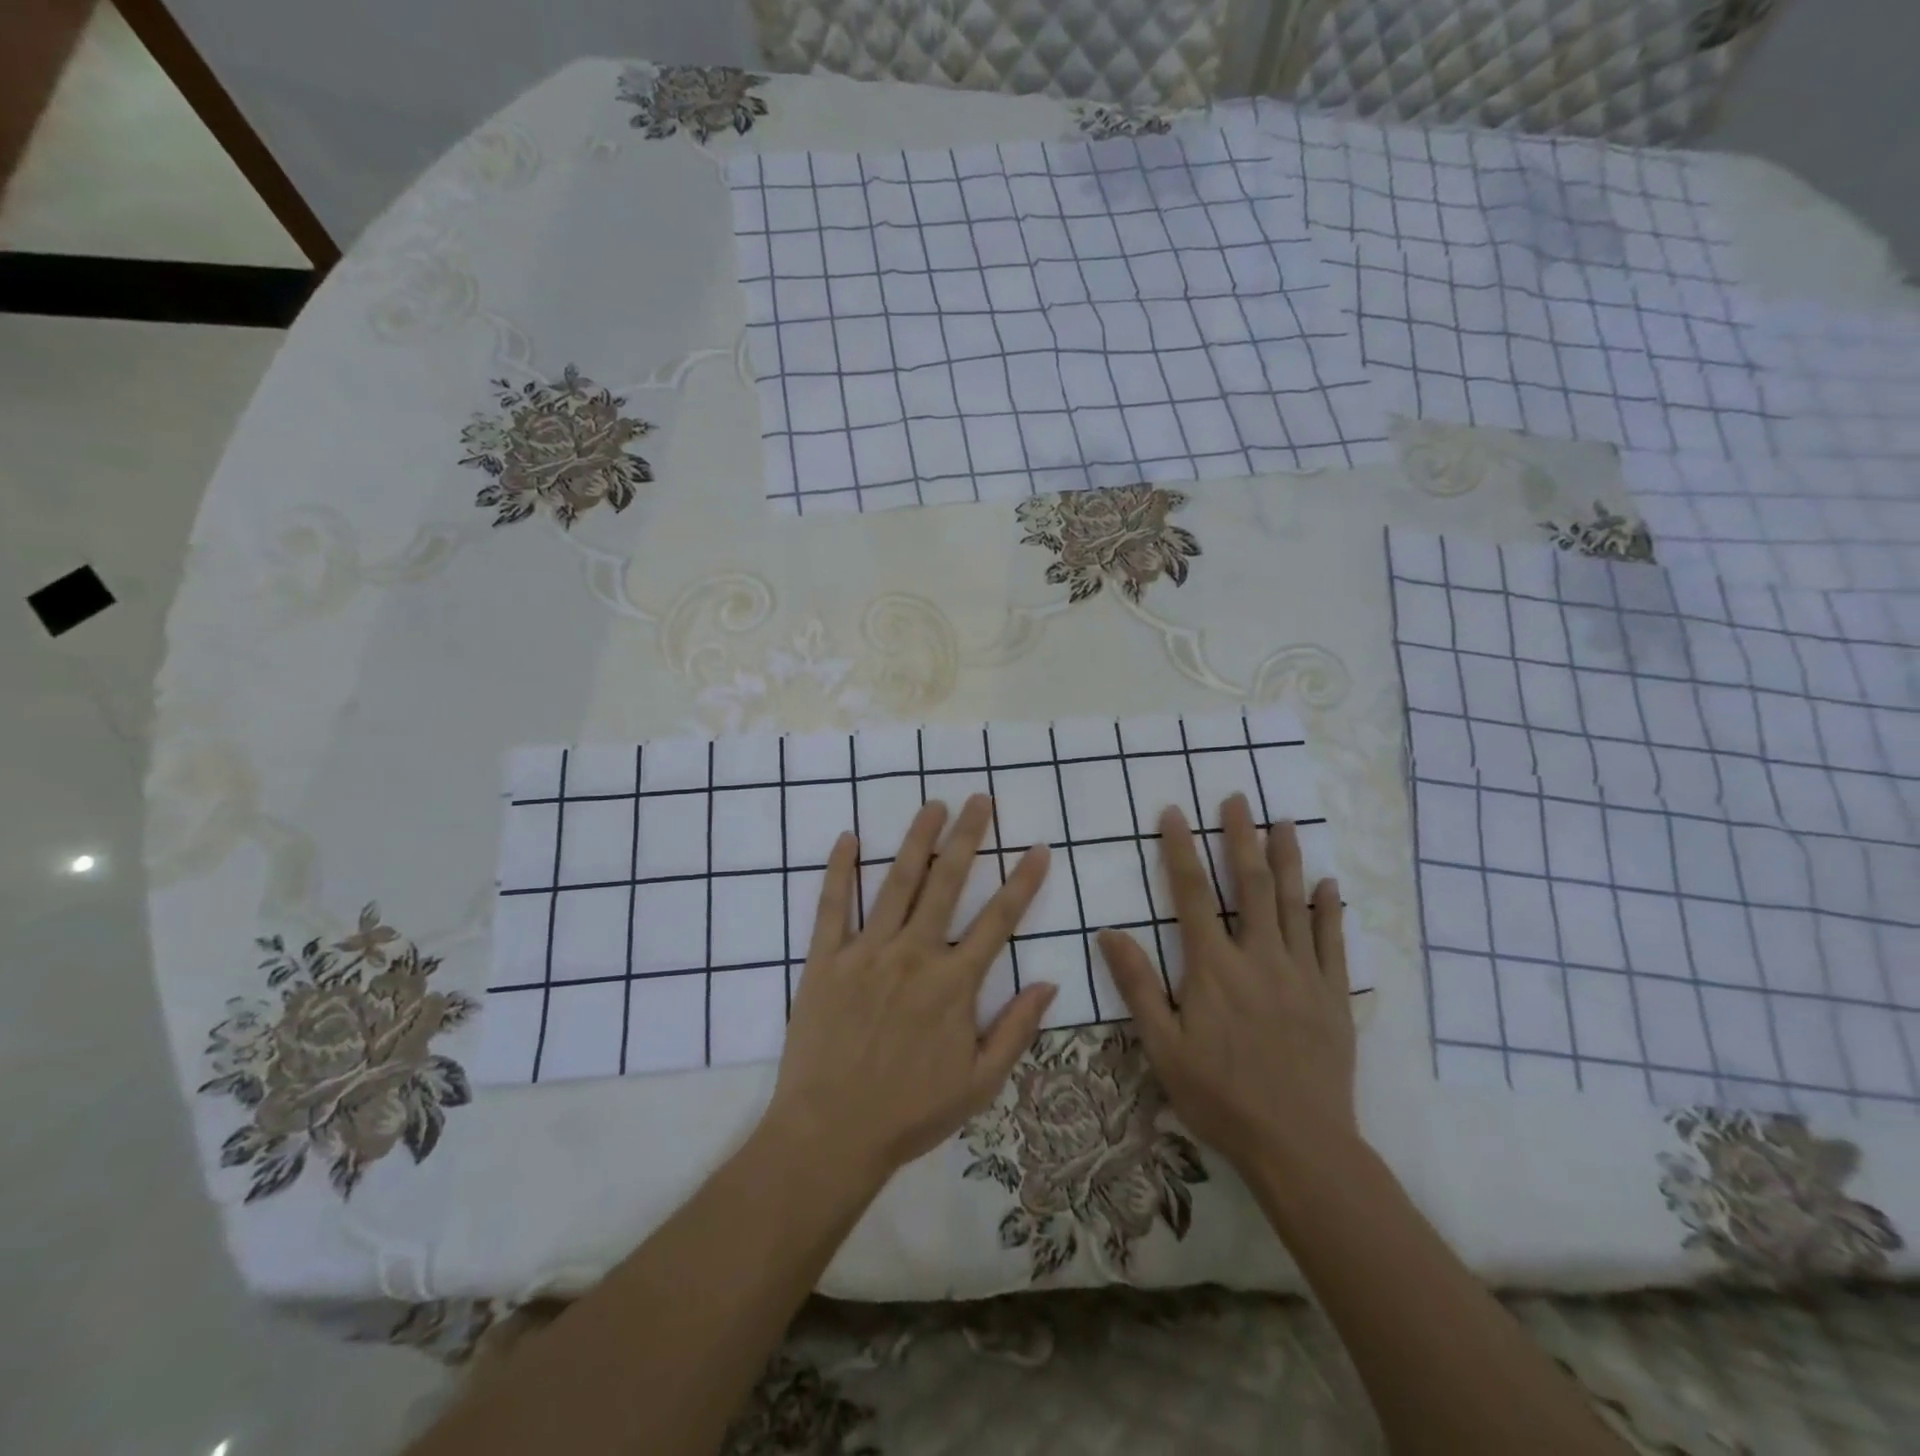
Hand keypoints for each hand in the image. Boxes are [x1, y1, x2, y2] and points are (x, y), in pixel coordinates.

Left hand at [765, 796, 1056, 1186]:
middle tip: (981, 800)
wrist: (830, 1134)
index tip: (1038, 849)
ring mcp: (866, 952)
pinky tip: (848, 838)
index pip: (999, 920)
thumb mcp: (979, 1084)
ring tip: (933, 805)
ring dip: (917, 840)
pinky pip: (831, 906)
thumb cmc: (909, 1112)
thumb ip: (1016, 1029)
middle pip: (947, 883)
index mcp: (954, 984)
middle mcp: (914, 955)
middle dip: (967, 837)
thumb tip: (1049, 982)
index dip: (1023, 882)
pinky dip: (839, 870)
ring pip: (896, 882)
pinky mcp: (824, 960)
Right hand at [1098, 796, 1355, 1176]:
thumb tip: (1108, 932)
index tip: (1174, 813)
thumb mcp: (1163, 1047)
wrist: (1299, 1145)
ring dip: (1287, 859)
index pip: (1193, 894)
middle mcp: (1259, 958)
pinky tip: (1328, 885)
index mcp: (1213, 967)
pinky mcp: (1333, 996)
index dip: (1180, 850)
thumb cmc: (1221, 1096)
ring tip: (1284, 821)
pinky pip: (1333, 943)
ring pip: (1294, 904)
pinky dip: (1329, 910)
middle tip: (1238, 799)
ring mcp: (1302, 974)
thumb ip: (1138, 986)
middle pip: (1251, 885)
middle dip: (1241, 837)